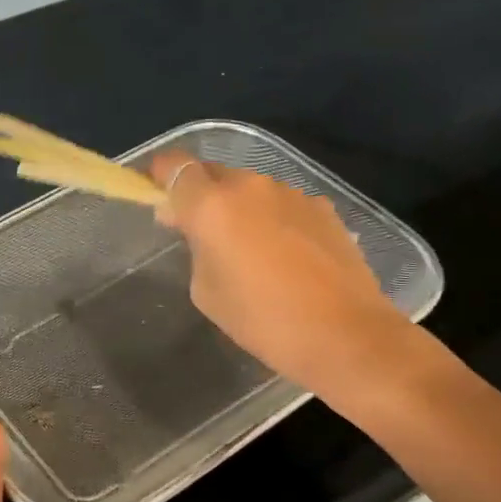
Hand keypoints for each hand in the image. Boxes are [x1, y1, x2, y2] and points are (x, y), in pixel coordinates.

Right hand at [150, 151, 420, 402]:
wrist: (343, 334)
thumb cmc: (262, 321)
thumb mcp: (207, 291)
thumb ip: (197, 250)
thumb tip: (200, 230)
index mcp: (213, 206)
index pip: (174, 167)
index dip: (160, 177)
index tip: (157, 197)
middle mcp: (251, 186)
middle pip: (214, 174)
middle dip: (201, 197)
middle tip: (200, 235)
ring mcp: (292, 194)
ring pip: (251, 191)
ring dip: (241, 210)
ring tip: (250, 253)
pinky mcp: (323, 208)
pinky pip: (283, 206)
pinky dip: (273, 221)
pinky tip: (285, 259)